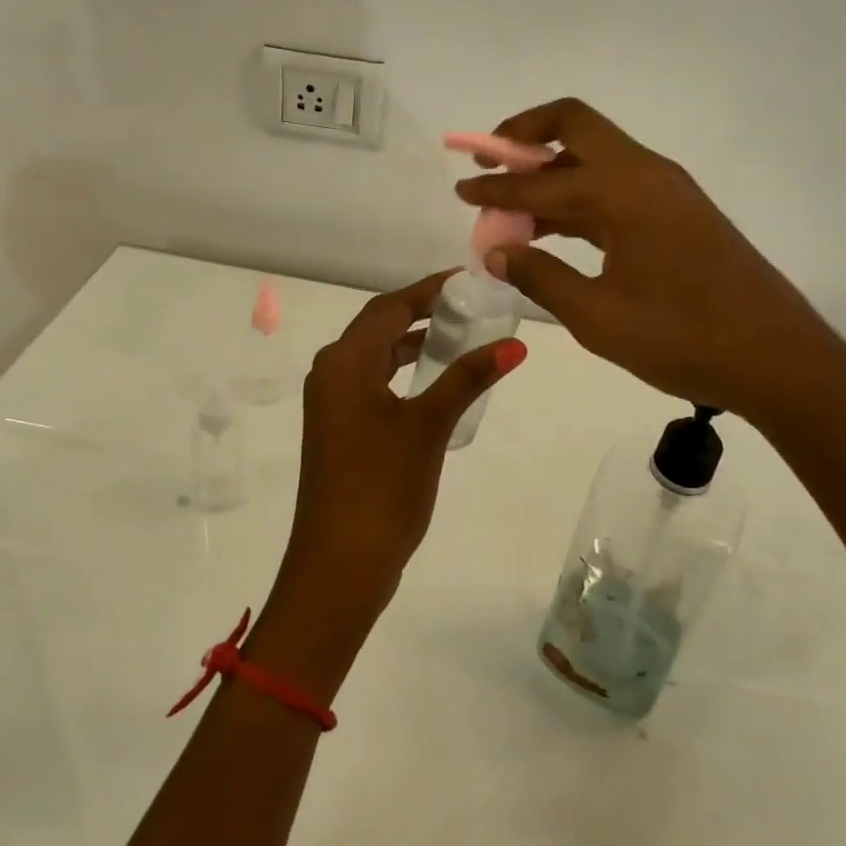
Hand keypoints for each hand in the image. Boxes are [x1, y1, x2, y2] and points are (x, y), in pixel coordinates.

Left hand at [253, 272, 526, 698]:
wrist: (338, 566)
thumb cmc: (381, 488)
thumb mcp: (428, 426)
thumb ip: (467, 378)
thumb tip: (514, 343)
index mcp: (344, 362)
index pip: (389, 307)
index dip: (428, 289)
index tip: (469, 279)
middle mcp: (330, 373)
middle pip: (379, 326)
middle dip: (422, 312)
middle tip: (472, 305)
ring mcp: (331, 404)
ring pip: (376, 356)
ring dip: (413, 343)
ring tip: (461, 336)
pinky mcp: (339, 429)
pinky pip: (373, 382)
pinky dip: (403, 372)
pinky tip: (435, 381)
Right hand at [454, 98, 845, 431]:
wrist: (779, 359)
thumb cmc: (684, 339)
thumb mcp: (599, 317)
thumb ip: (540, 276)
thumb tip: (495, 250)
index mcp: (624, 191)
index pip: (541, 180)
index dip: (494, 188)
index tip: (461, 192)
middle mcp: (646, 173)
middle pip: (575, 126)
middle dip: (525, 136)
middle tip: (489, 162)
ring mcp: (666, 190)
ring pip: (595, 158)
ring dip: (550, 172)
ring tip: (509, 206)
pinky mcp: (678, 212)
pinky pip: (615, 186)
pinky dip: (578, 196)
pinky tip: (552, 228)